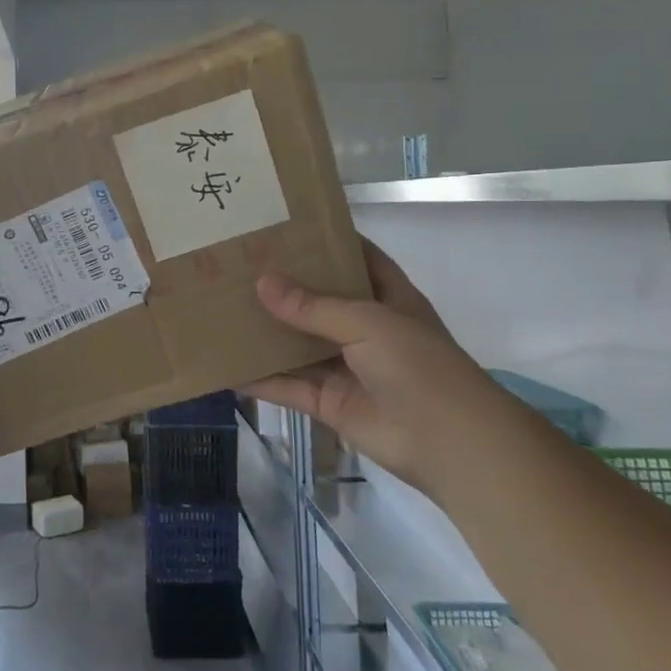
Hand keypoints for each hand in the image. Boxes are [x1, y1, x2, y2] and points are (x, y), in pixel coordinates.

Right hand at [244, 237, 499, 489]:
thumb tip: (262, 283)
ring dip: (267, 333)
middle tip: (238, 265)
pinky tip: (227, 368)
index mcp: (387, 298)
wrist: (449, 444)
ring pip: (298, 345)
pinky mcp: (329, 403)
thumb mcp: (368, 322)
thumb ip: (313, 306)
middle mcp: (365, 329)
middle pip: (318, 301)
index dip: (326, 241)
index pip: (357, 258)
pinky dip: (260, 380)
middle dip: (283, 287)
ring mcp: (346, 367)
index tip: (284, 226)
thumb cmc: (418, 365)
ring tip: (222, 310)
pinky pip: (288, 387)